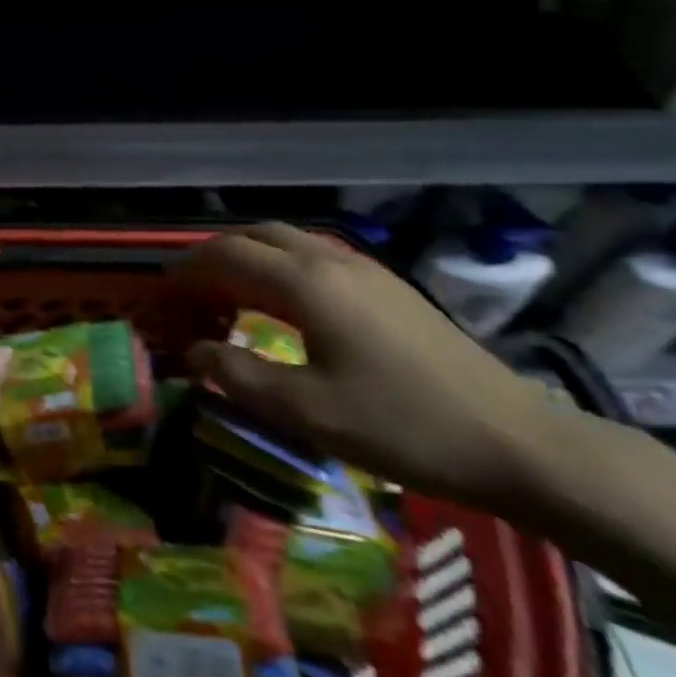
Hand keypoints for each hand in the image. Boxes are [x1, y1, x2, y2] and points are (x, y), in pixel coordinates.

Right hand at [176, 224, 563, 509]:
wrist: (513, 441)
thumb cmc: (401, 425)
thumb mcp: (307, 413)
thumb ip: (239, 376)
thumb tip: (194, 352)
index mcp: (306, 282)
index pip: (227, 255)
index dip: (188, 268)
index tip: (162, 288)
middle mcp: (331, 260)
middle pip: (257, 235)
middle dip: (217, 254)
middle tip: (192, 289)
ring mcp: (365, 269)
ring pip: (289, 241)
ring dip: (251, 257)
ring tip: (230, 295)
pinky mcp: (388, 287)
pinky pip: (316, 256)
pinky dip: (282, 267)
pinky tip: (286, 306)